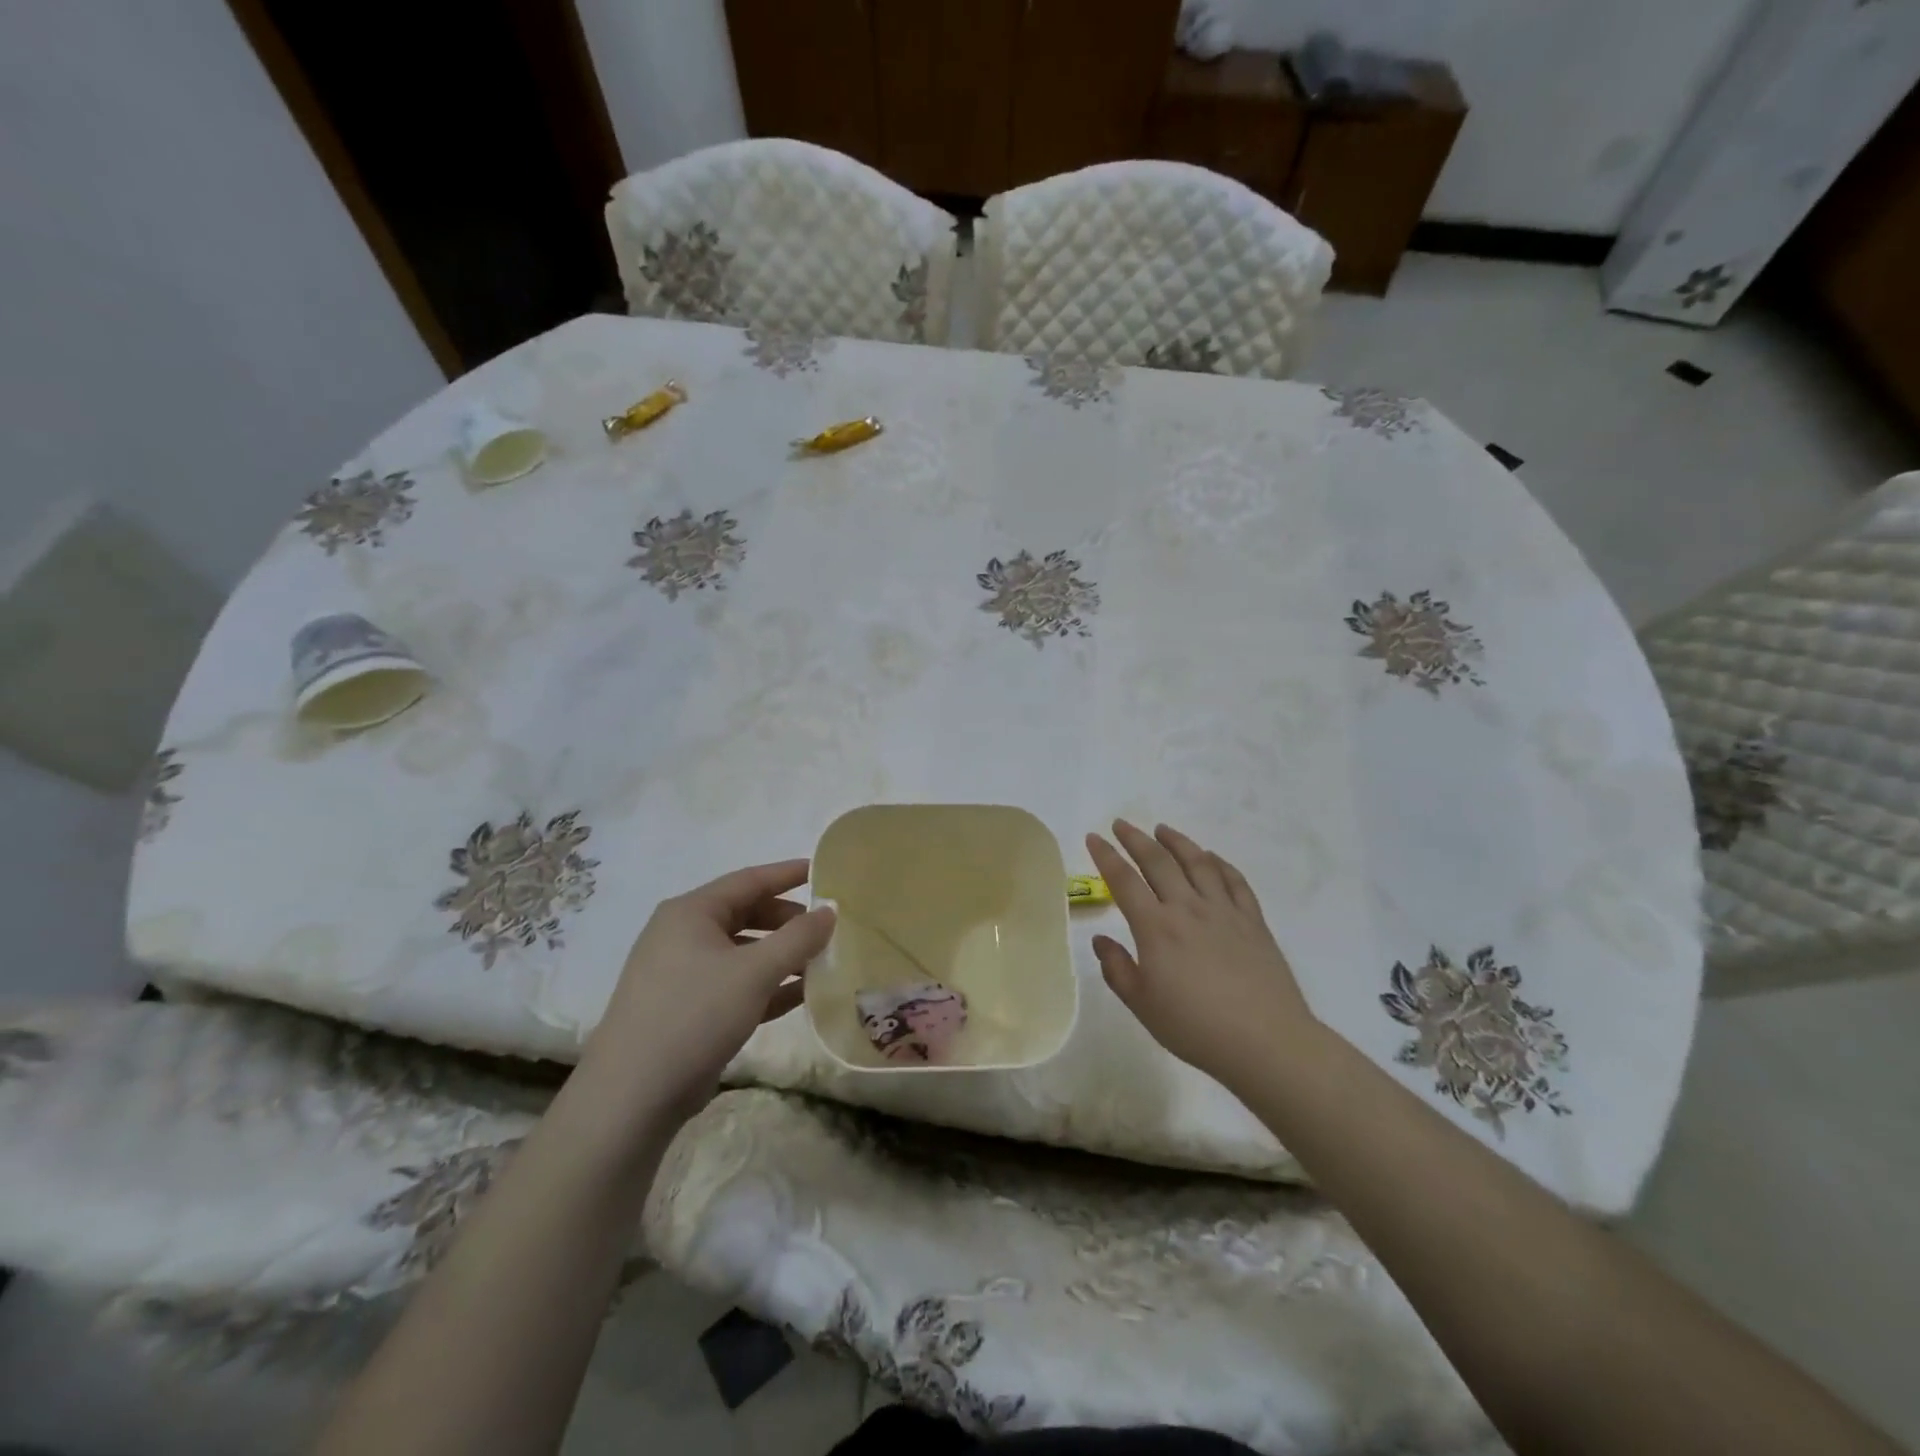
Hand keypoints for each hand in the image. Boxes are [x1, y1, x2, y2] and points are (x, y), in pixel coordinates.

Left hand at [580, 860, 834, 1124]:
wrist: (631, 1097)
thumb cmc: (695, 1015)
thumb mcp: (755, 972)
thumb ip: (798, 938)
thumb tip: (829, 911)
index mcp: (691, 912)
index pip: (749, 880)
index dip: (788, 874)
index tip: (824, 872)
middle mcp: (682, 935)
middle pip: (746, 914)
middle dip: (788, 920)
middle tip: (828, 927)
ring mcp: (682, 974)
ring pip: (742, 952)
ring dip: (781, 956)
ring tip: (822, 961)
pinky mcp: (686, 1010)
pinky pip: (735, 984)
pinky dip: (766, 986)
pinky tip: (801, 995)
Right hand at [1087, 821, 1316, 1089]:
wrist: (1266, 1042)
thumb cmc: (1196, 1028)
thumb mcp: (1142, 1005)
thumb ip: (1117, 969)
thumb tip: (1100, 941)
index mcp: (1156, 928)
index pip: (1123, 881)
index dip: (1106, 856)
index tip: (1094, 837)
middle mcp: (1188, 908)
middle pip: (1158, 861)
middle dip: (1136, 839)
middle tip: (1121, 824)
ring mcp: (1224, 911)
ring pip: (1197, 862)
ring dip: (1177, 842)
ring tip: (1162, 829)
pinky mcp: (1253, 921)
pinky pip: (1234, 881)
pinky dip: (1219, 863)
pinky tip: (1211, 857)